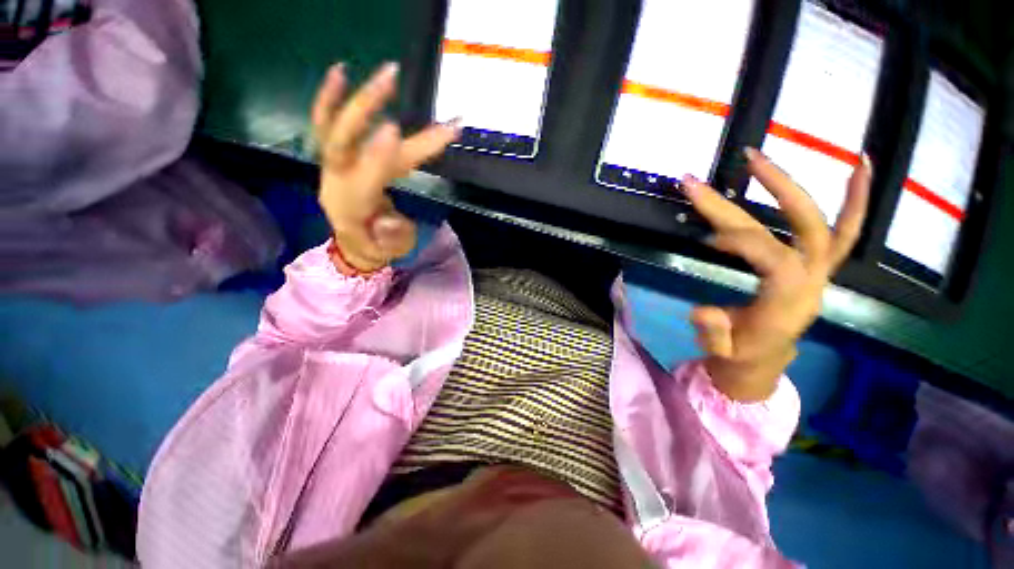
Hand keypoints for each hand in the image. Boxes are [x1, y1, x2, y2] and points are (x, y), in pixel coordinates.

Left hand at [312, 62, 460, 272]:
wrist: (355, 246)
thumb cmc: (379, 248)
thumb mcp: (393, 250)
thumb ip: (393, 236)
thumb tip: (390, 217)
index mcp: (352, 207)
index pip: (365, 177)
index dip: (377, 156)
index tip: (397, 131)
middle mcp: (336, 181)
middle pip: (343, 141)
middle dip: (366, 108)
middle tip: (392, 77)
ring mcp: (333, 167)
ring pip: (335, 126)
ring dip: (358, 96)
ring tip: (385, 70)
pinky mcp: (336, 159)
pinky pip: (326, 125)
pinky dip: (330, 99)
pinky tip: (341, 72)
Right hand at [682, 148, 871, 401]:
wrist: (764, 357)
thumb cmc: (740, 353)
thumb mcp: (721, 351)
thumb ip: (714, 333)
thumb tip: (703, 311)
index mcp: (788, 303)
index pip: (775, 259)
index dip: (742, 241)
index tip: (705, 236)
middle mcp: (812, 281)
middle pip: (804, 228)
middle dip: (775, 190)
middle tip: (742, 160)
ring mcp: (820, 271)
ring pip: (826, 222)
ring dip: (799, 184)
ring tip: (764, 155)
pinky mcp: (819, 266)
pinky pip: (846, 231)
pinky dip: (856, 198)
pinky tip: (860, 164)